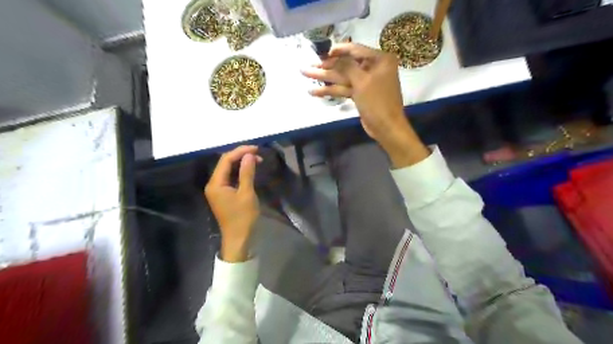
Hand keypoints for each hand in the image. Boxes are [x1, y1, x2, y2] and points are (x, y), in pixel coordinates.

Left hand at [204, 144, 258, 260]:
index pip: (226, 160)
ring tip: (256, 160)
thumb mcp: (247, 193)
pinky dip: (240, 173)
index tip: (256, 149)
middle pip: (225, 164)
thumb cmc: (243, 217)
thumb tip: (249, 155)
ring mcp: (217, 190)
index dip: (240, 151)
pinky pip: (230, 178)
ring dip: (241, 164)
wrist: (238, 239)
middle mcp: (213, 184)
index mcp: (216, 184)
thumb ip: (246, 173)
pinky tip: (250, 170)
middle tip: (258, 154)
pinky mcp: (223, 194)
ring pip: (228, 170)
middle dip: (241, 156)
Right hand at [299, 44, 427, 166]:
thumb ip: (346, 67)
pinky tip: (315, 91)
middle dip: (327, 66)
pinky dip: (331, 90)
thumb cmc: (377, 102)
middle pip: (346, 64)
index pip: (355, 50)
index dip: (337, 51)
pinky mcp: (360, 94)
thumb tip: (333, 56)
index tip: (321, 53)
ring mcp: (366, 82)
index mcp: (379, 59)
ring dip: (325, 78)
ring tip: (306, 74)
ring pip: (343, 77)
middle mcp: (373, 68)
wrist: (386, 127)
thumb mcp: (362, 81)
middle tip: (309, 66)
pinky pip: (344, 88)